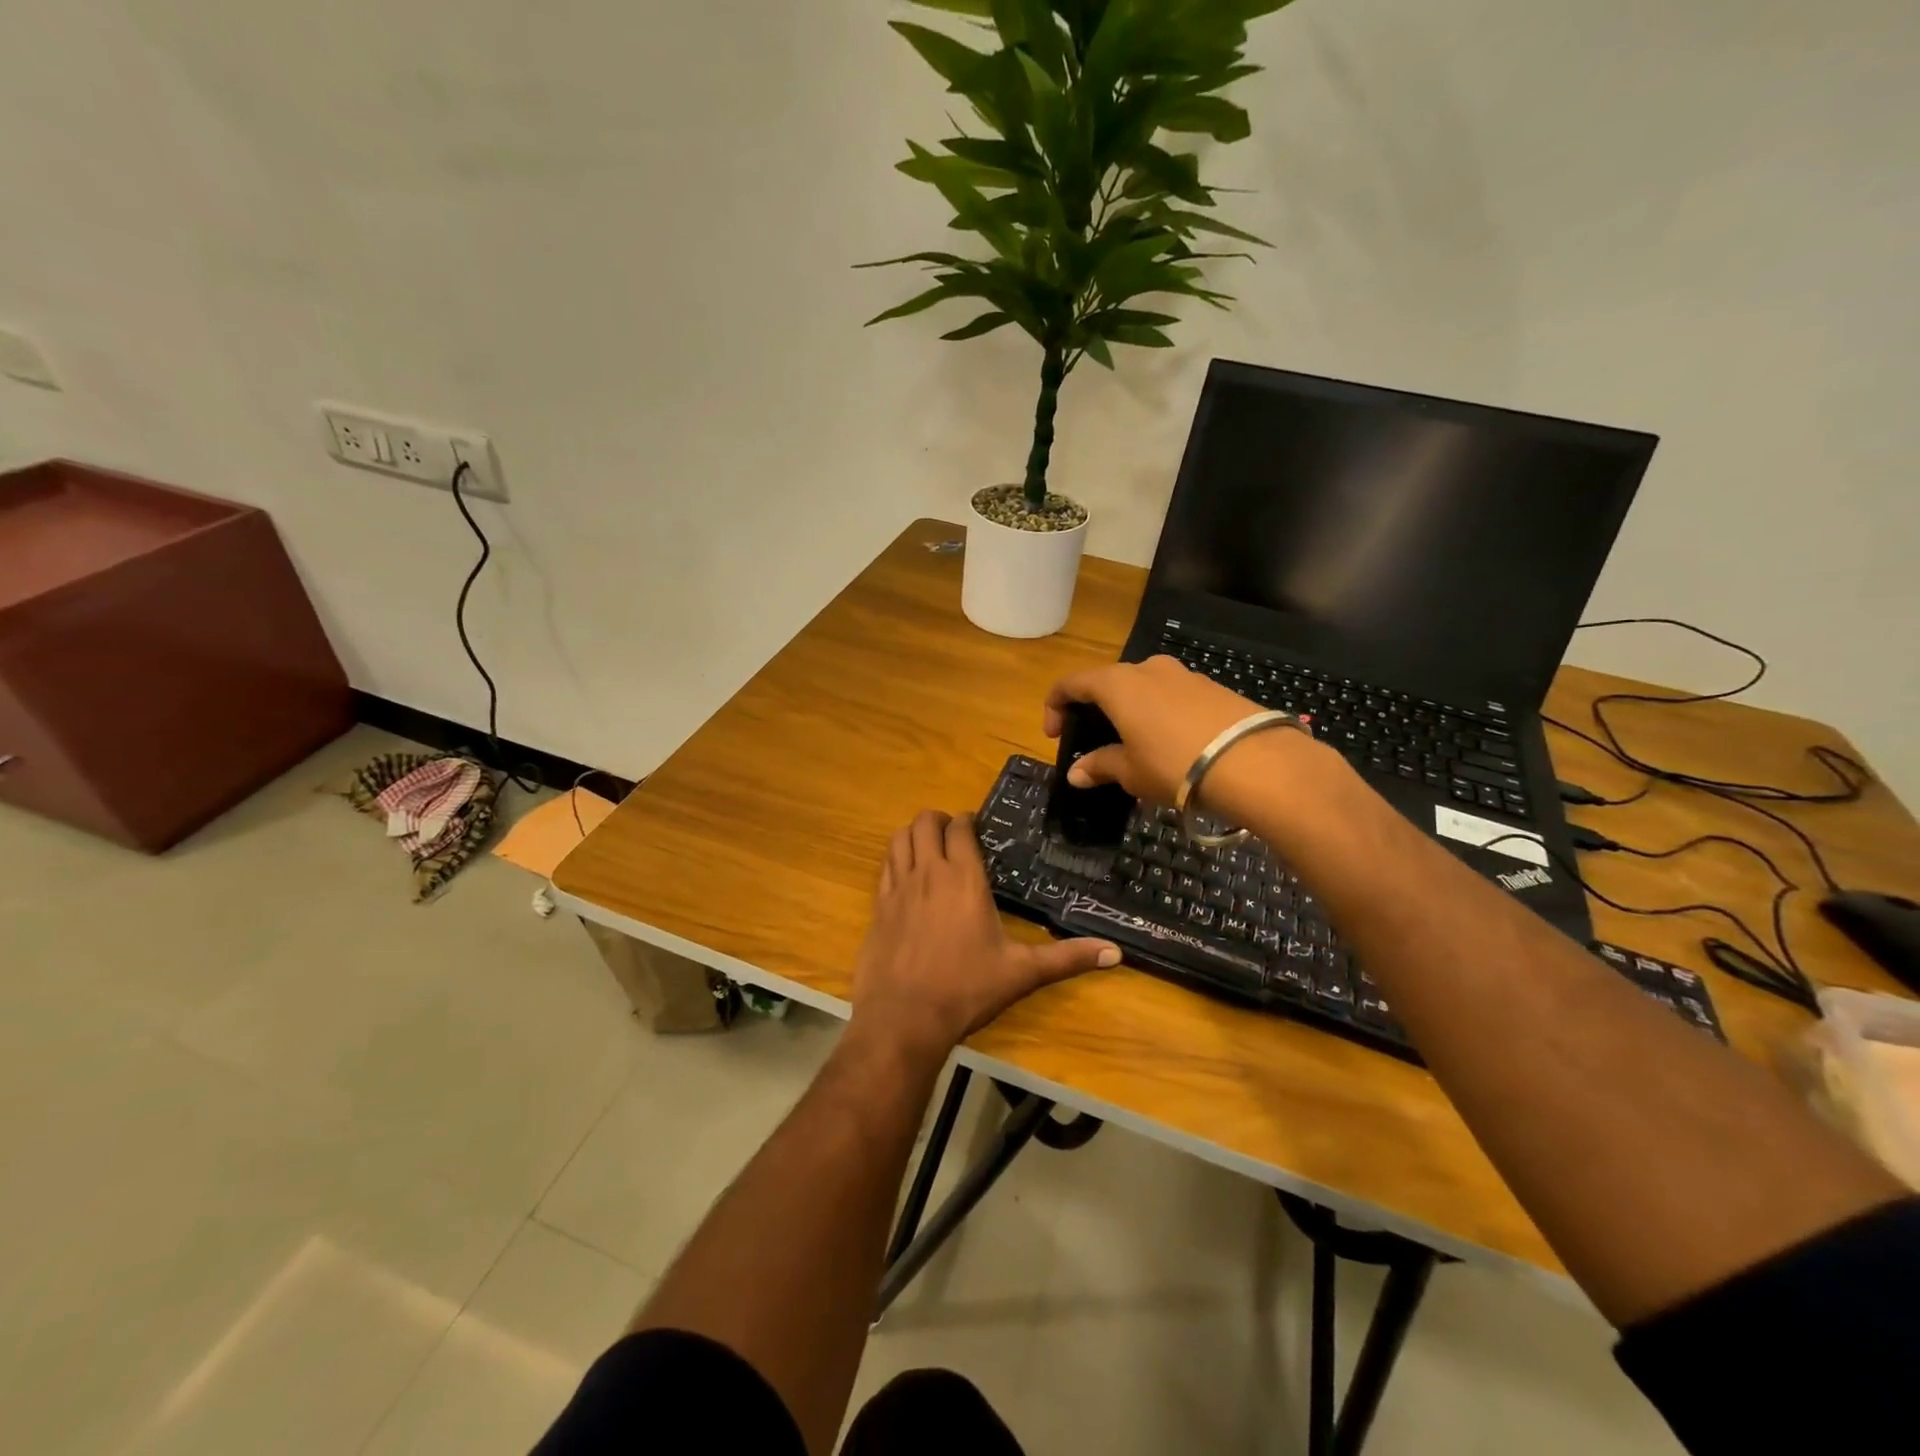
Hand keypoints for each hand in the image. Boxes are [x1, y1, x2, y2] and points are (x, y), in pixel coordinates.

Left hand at [851, 810, 1119, 1055]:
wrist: (904, 1018)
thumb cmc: (966, 990)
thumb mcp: (1021, 973)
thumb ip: (1067, 958)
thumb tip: (1116, 953)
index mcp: (963, 878)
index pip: (960, 827)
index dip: (967, 820)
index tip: (977, 829)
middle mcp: (928, 872)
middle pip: (924, 822)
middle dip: (939, 821)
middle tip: (954, 836)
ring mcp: (897, 887)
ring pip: (899, 838)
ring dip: (914, 835)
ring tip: (929, 848)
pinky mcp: (878, 906)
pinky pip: (884, 865)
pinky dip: (895, 859)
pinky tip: (907, 877)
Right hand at [1044, 655, 1267, 803]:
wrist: (1255, 762)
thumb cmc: (1175, 764)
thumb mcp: (1131, 771)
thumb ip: (1100, 766)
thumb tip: (1077, 773)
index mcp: (1117, 684)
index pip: (1071, 683)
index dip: (1055, 706)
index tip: (1054, 735)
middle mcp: (1147, 668)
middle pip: (1108, 682)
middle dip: (1095, 710)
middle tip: (1094, 743)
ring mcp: (1183, 674)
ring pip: (1143, 688)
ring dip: (1129, 711)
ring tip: (1135, 746)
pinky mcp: (1212, 687)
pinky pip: (1172, 696)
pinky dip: (1159, 714)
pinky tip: (1170, 744)